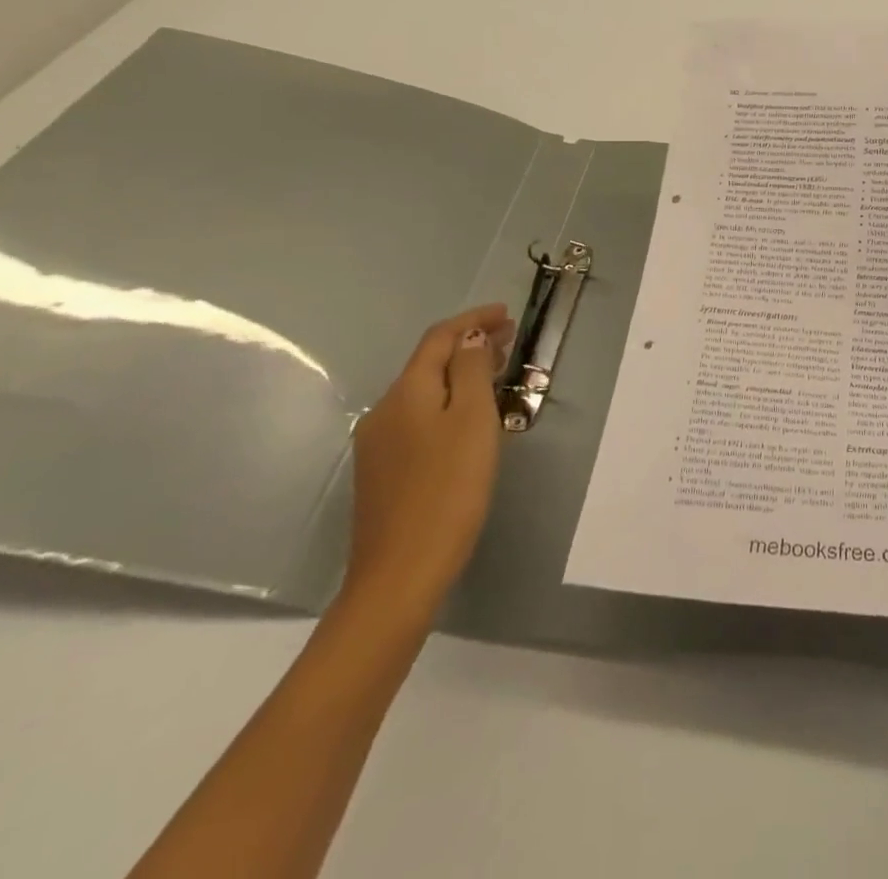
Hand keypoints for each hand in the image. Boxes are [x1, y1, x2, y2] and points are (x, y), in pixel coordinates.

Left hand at [344, 304, 514, 620]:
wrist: (401, 574)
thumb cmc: (448, 489)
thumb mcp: (471, 420)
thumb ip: (470, 371)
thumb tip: (470, 337)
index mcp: (405, 392)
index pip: (439, 338)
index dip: (473, 319)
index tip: (507, 313)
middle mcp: (384, 411)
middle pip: (428, 363)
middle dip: (468, 345)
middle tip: (509, 340)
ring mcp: (378, 445)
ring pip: (423, 392)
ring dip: (458, 374)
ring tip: (495, 372)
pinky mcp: (383, 473)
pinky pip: (418, 418)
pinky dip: (446, 402)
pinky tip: (467, 419)